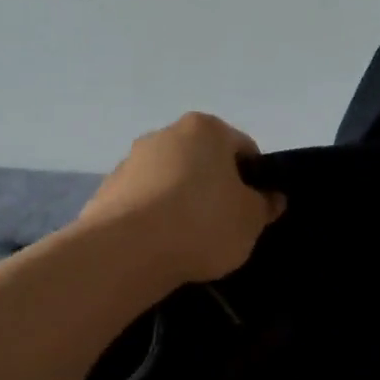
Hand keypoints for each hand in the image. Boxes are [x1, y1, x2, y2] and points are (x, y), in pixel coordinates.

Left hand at [79, 113, 285, 284]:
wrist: (126, 250)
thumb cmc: (202, 223)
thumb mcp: (250, 220)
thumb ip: (265, 205)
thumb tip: (272, 198)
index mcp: (206, 129)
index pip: (243, 148)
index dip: (254, 179)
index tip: (254, 209)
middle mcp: (166, 134)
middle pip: (203, 161)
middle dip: (214, 187)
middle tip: (225, 225)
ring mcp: (131, 160)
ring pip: (170, 180)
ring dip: (182, 202)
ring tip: (189, 241)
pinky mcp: (108, 189)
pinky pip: (143, 202)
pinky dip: (154, 217)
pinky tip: (160, 245)